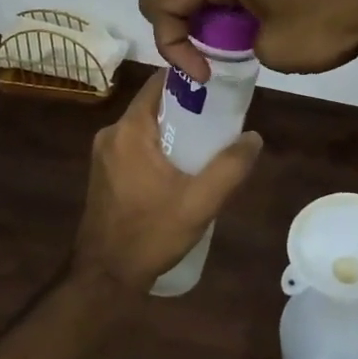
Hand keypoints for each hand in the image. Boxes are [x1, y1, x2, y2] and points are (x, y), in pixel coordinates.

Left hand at [73, 71, 264, 291]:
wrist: (105, 278)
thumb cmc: (150, 234)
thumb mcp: (200, 203)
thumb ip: (230, 167)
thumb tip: (254, 137)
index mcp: (130, 130)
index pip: (161, 83)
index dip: (191, 80)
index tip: (220, 88)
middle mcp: (112, 133)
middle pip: (155, 105)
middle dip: (188, 109)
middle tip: (221, 122)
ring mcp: (104, 154)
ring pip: (146, 127)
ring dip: (174, 131)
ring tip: (207, 147)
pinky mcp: (104, 172)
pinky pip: (137, 146)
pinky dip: (159, 148)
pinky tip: (180, 170)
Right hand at [138, 0, 357, 81]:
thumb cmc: (330, 21)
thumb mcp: (277, 49)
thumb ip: (242, 44)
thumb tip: (244, 35)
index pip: (166, 0)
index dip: (172, 43)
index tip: (203, 73)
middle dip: (160, 6)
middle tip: (182, 40)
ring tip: (202, 26)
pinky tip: (229, 14)